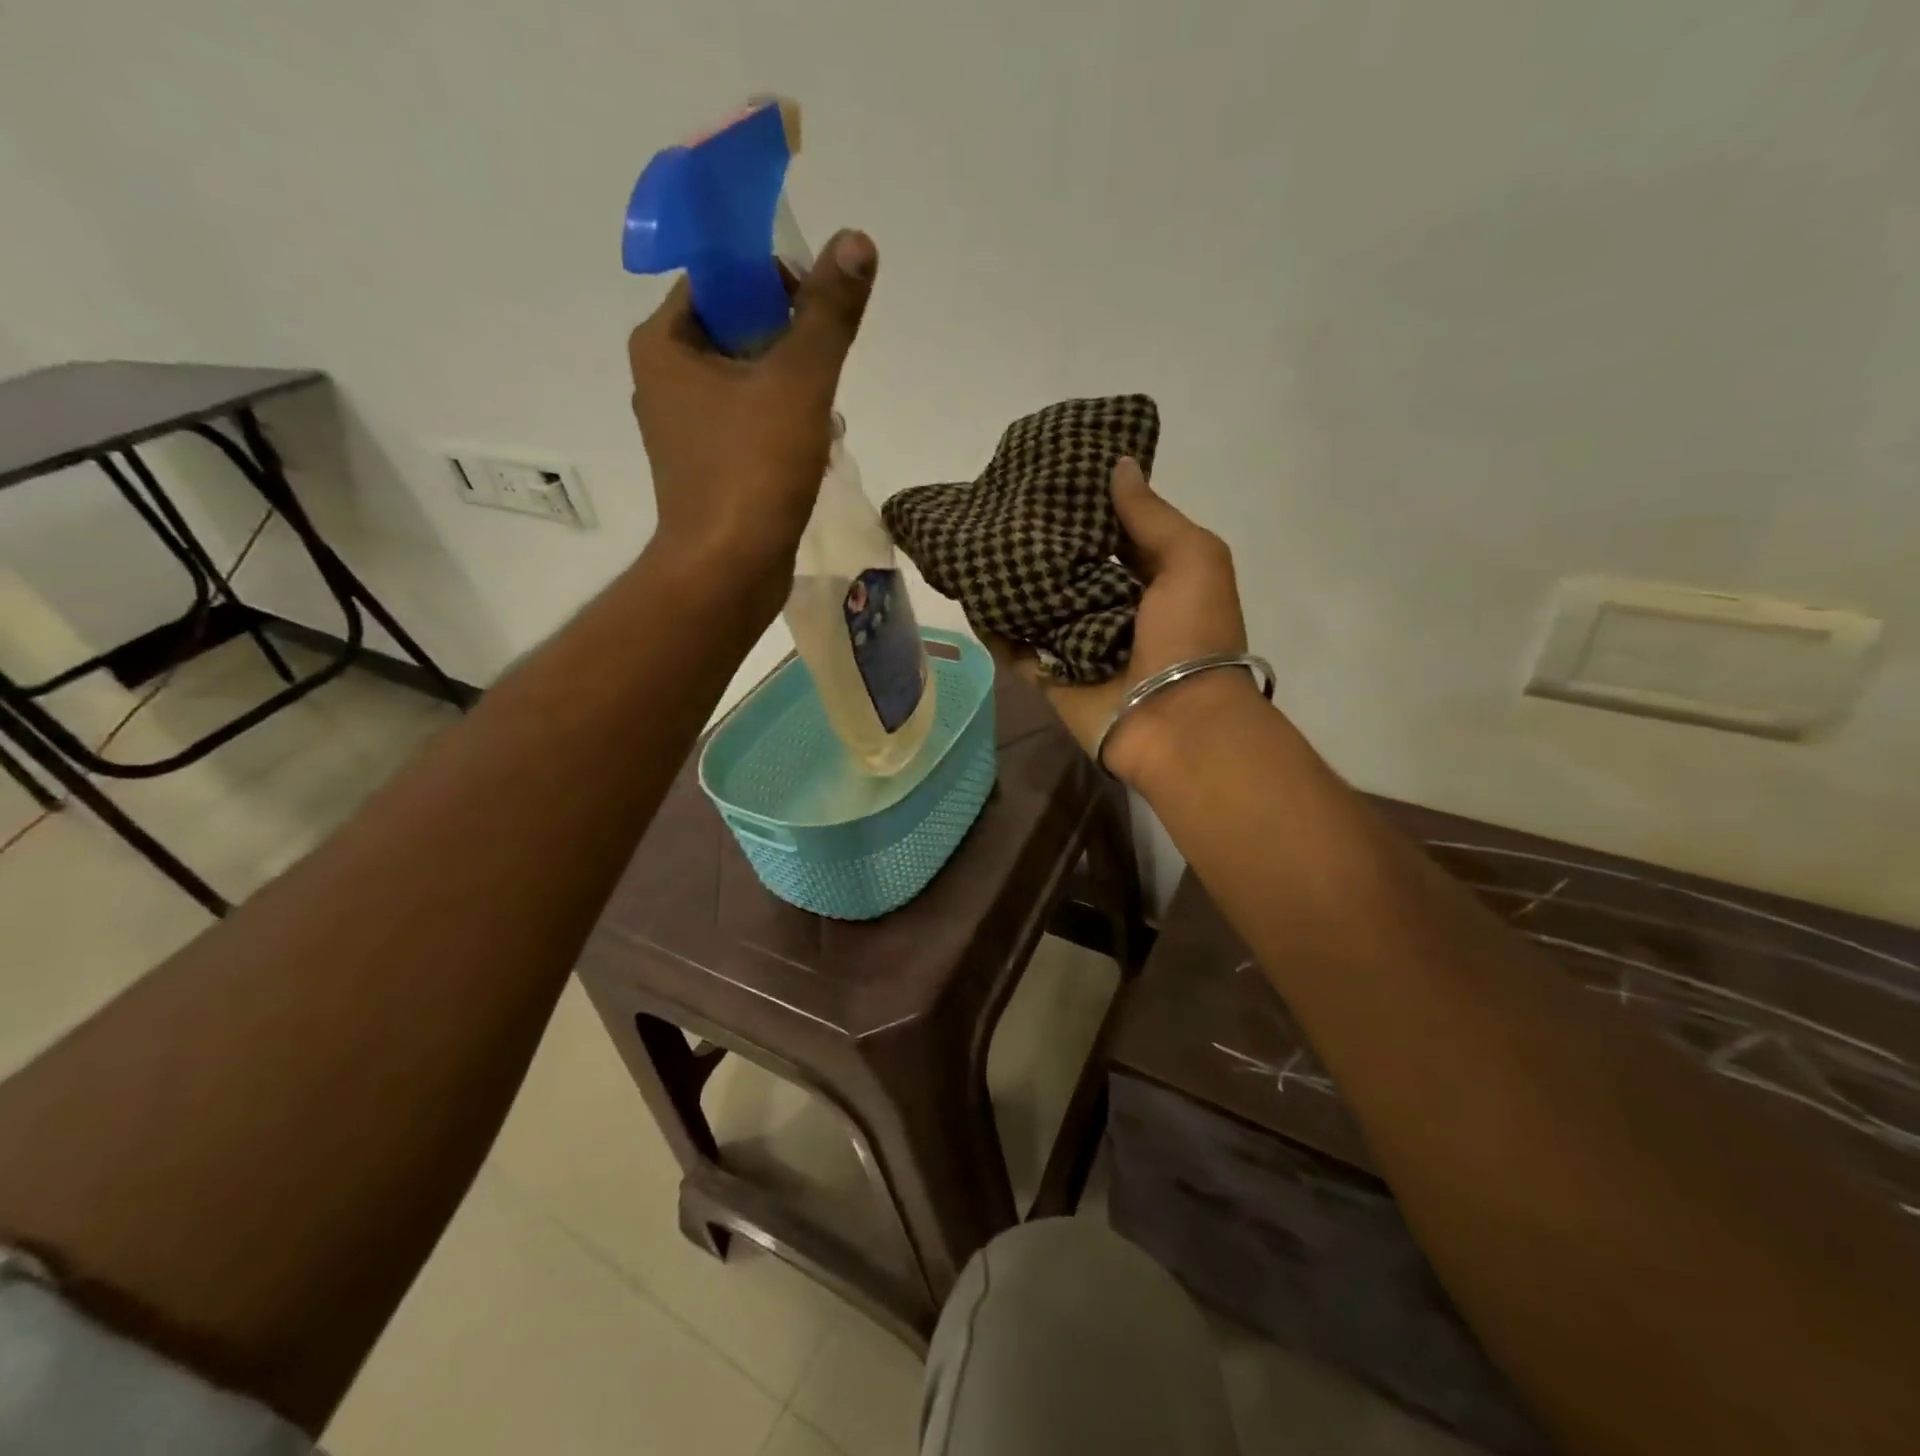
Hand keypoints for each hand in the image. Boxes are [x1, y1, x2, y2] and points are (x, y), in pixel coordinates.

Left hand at [627, 229, 878, 602]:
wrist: (727, 572)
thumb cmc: (753, 470)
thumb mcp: (799, 382)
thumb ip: (828, 313)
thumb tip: (857, 240)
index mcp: (664, 343)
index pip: (721, 280)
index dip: (775, 284)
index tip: (817, 318)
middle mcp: (663, 380)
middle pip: (740, 332)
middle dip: (793, 350)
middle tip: (827, 378)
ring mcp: (683, 431)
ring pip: (749, 385)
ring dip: (795, 394)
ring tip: (826, 426)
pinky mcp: (706, 472)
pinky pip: (748, 428)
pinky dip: (782, 432)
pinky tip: (814, 457)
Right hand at [996, 458, 1252, 786]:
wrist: (1176, 724)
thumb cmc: (1192, 635)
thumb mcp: (1192, 560)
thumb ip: (1151, 515)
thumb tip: (1119, 465)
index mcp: (1150, 578)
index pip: (1111, 532)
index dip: (1085, 503)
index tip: (1048, 471)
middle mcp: (1111, 606)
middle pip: (1067, 566)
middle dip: (1039, 539)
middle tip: (996, 502)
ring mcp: (1076, 643)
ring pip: (1036, 604)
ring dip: (1010, 579)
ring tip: (971, 538)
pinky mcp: (1049, 675)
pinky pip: (1014, 647)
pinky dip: (993, 625)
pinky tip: (966, 592)